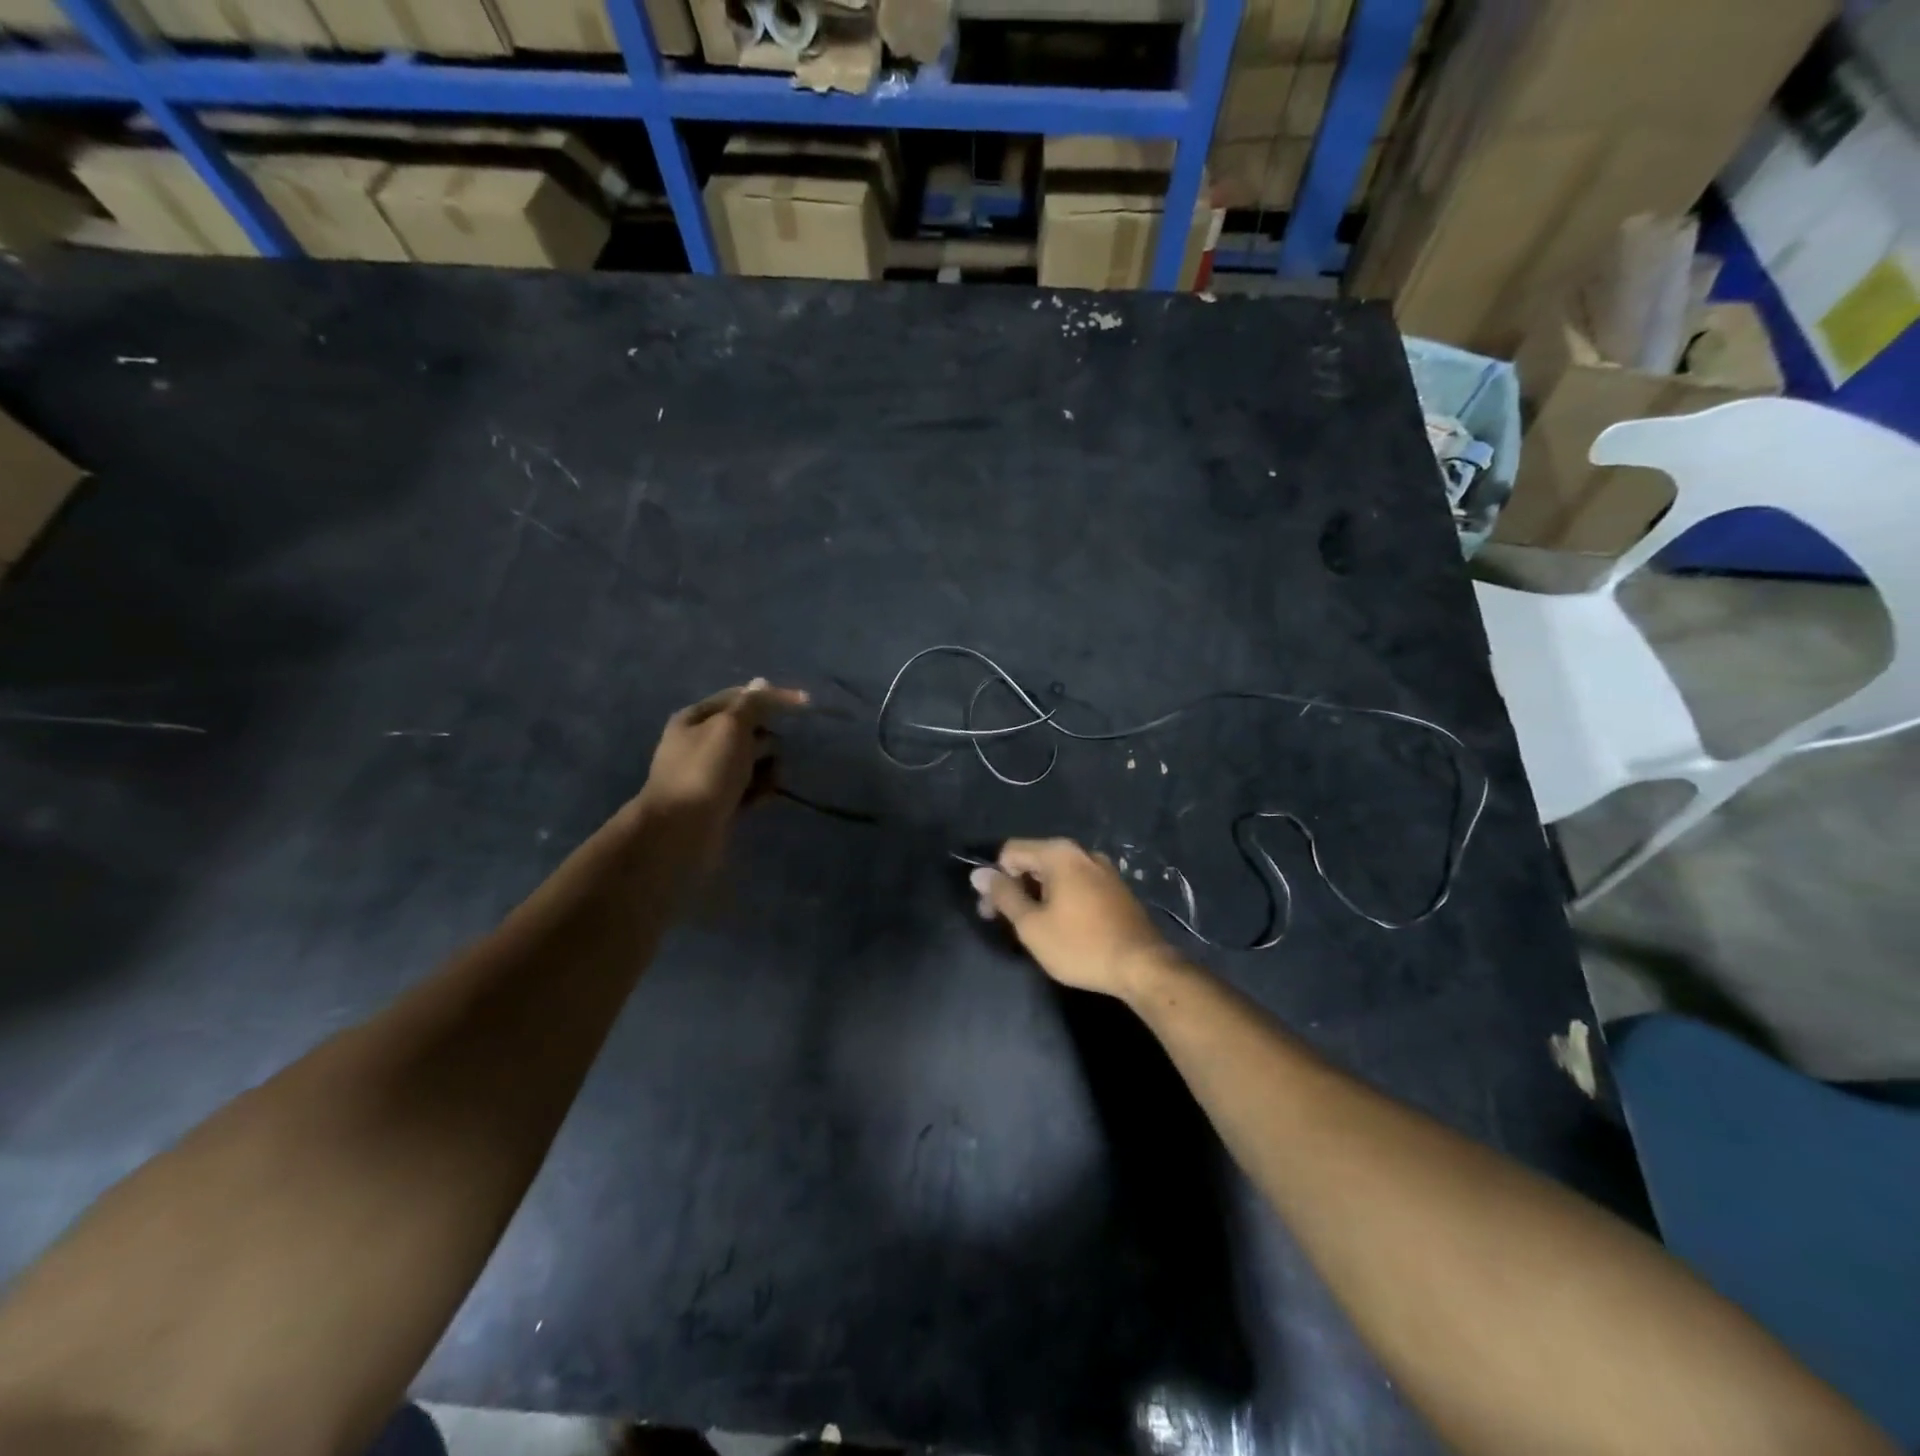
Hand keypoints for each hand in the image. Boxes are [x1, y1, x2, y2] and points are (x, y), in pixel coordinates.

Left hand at [637, 678, 807, 868]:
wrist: (680, 831)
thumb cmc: (705, 771)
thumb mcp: (730, 727)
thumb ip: (751, 705)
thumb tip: (762, 683)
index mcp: (697, 718)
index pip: (741, 697)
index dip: (772, 697)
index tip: (805, 703)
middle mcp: (701, 743)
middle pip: (749, 731)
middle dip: (767, 740)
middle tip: (764, 754)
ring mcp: (711, 774)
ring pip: (753, 761)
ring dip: (768, 768)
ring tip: (769, 781)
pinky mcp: (721, 801)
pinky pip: (750, 788)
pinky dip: (760, 790)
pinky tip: (763, 799)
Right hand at [969, 838, 1179, 999]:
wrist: (1143, 966)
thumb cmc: (1080, 945)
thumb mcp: (1032, 925)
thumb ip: (1004, 895)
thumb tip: (978, 874)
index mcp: (1059, 853)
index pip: (1010, 852)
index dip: (995, 880)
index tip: (991, 913)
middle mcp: (1082, 852)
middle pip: (1034, 861)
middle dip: (1016, 888)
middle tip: (1007, 925)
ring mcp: (1103, 869)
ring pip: (1057, 875)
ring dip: (1038, 896)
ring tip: (1036, 929)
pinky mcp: (1116, 888)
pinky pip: (1077, 884)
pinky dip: (1062, 899)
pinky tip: (1064, 927)